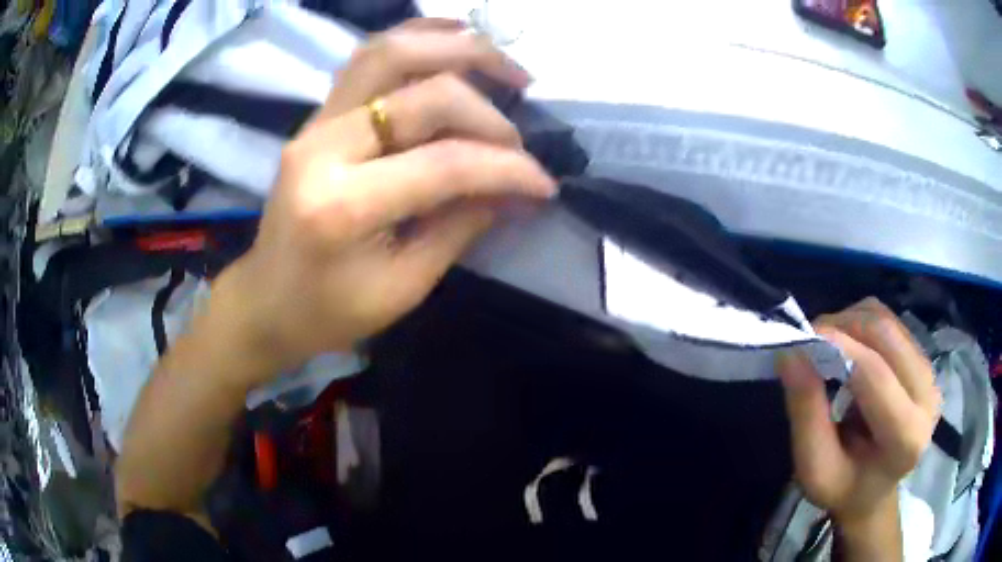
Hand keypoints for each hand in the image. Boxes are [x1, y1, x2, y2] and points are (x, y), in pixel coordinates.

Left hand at [212, 20, 555, 381]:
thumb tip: (516, 188)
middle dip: (487, 110)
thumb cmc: (330, 312)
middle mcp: (323, 148)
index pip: (444, 165)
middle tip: (523, 129)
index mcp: (341, 207)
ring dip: (456, 48)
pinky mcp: (317, 116)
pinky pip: (369, 59)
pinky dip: (417, 38)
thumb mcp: (404, 286)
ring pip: (390, 53)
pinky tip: (455, 37)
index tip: (543, 183)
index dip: (506, 168)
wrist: (267, 300)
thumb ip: (462, 226)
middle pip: (423, 95)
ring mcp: (314, 123)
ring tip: (501, 62)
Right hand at [777, 298, 940, 527]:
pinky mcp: (924, 358)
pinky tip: (848, 346)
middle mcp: (927, 396)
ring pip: (888, 321)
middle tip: (809, 338)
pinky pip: (891, 322)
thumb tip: (791, 353)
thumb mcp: (815, 468)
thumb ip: (806, 415)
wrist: (874, 488)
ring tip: (826, 343)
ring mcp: (930, 372)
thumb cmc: (843, 486)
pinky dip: (862, 322)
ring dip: (851, 321)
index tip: (802, 337)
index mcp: (907, 437)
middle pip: (886, 336)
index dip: (840, 348)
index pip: (877, 377)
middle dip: (843, 326)